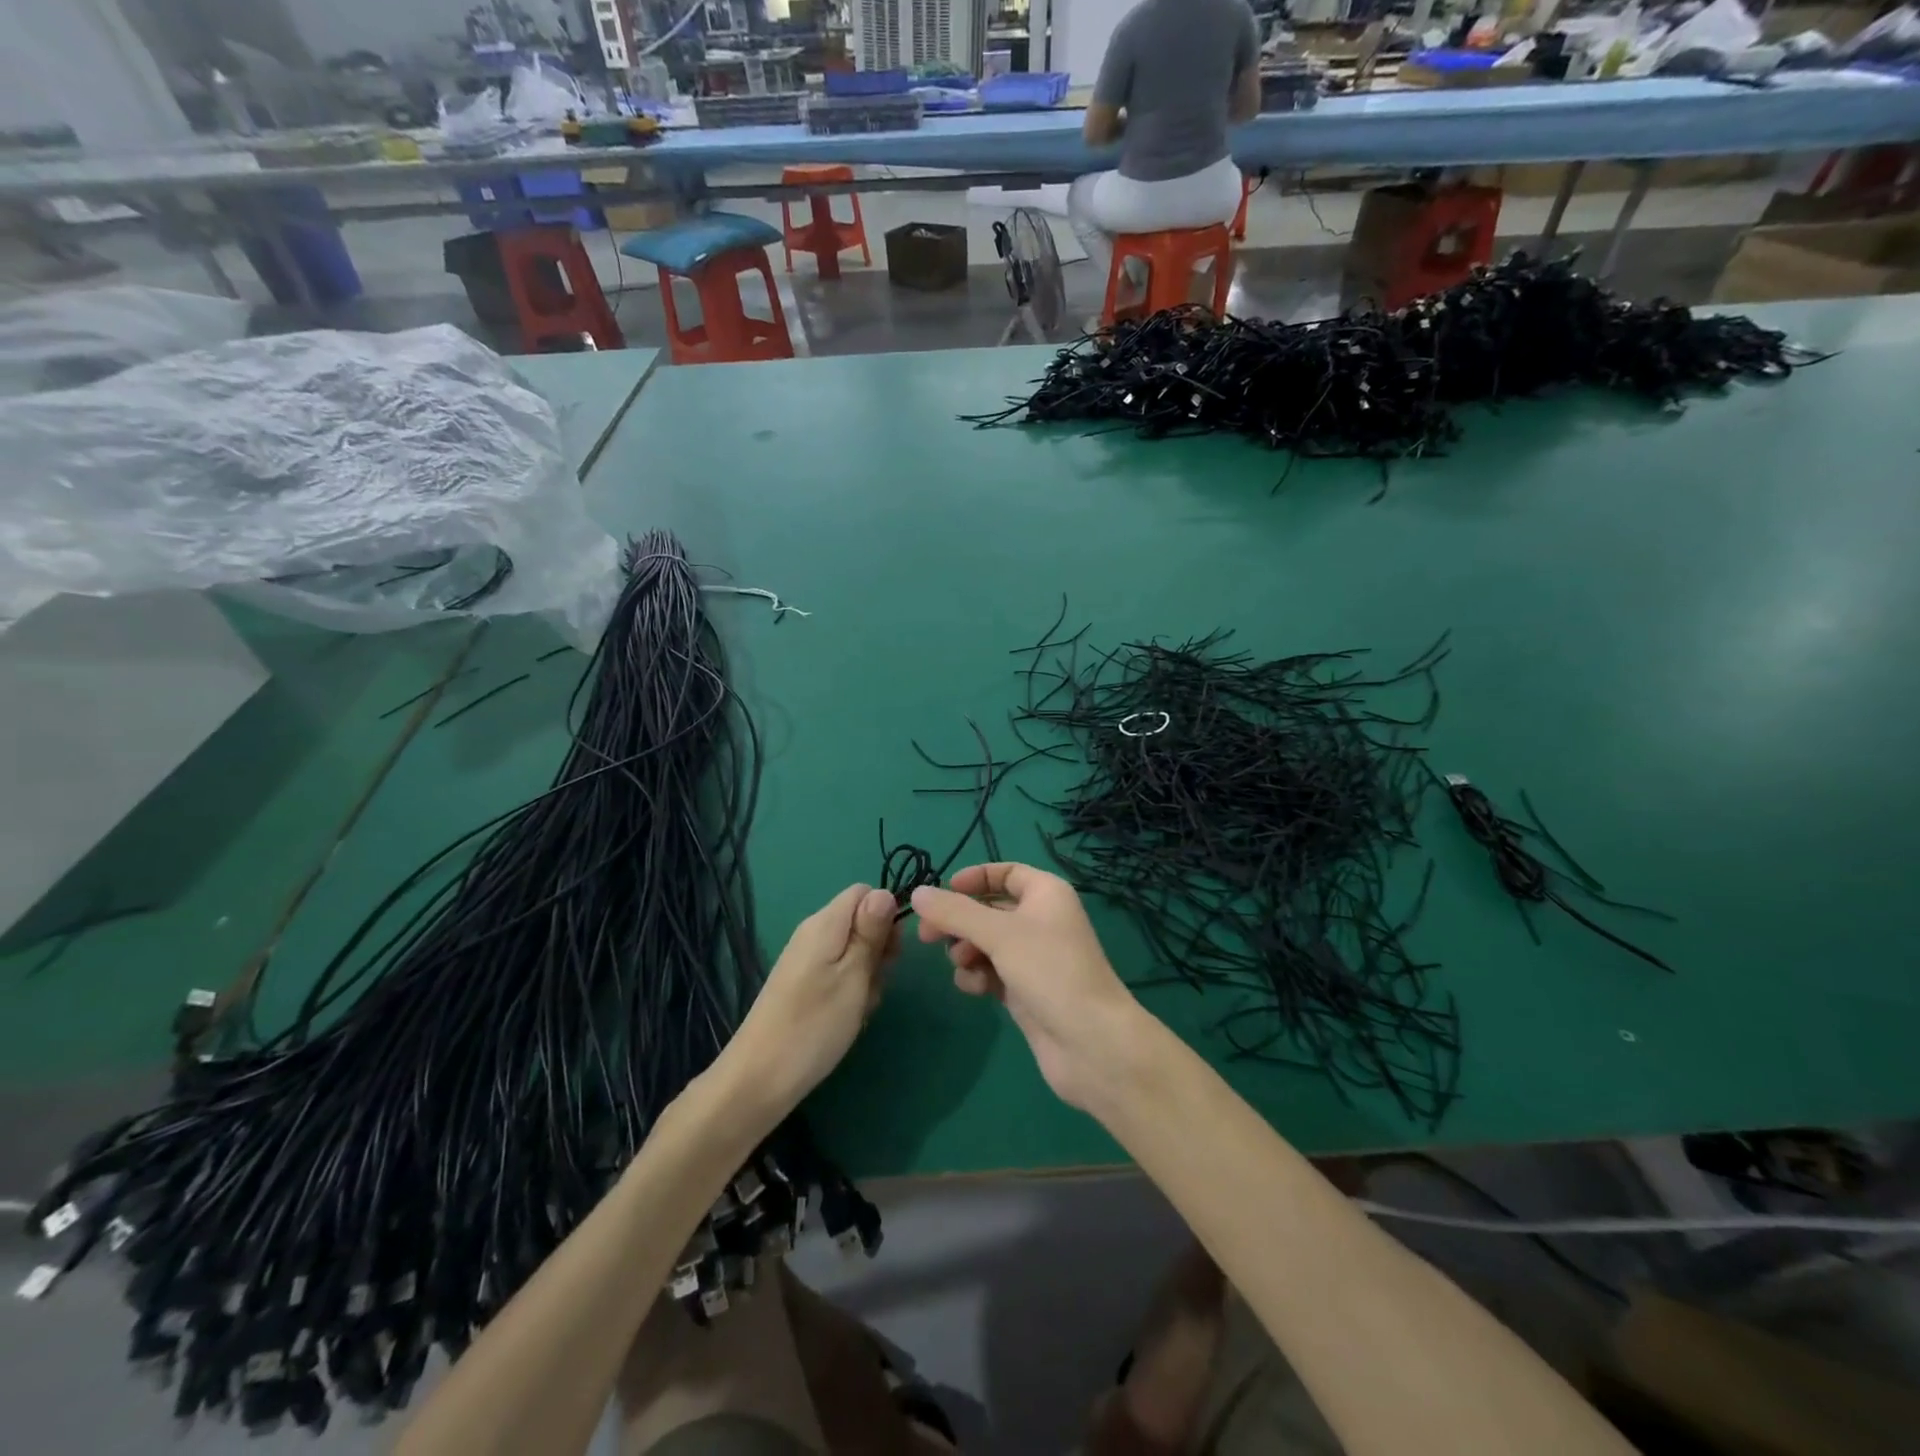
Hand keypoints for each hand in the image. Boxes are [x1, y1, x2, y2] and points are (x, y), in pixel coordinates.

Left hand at [722, 885, 899, 1119]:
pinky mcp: (802, 985)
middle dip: (879, 949)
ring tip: (862, 1007)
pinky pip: (838, 973)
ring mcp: (806, 961)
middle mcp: (813, 934)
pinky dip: (852, 991)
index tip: (893, 951)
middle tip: (878, 983)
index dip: (886, 914)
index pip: (864, 893)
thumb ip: (871, 932)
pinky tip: (849, 1017)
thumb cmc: (815, 1024)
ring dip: (868, 976)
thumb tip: (885, 893)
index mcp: (825, 923)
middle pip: (861, 921)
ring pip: (854, 951)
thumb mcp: (854, 975)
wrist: (759, 1078)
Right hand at [911, 863, 1147, 1110]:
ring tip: (960, 964)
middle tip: (927, 936)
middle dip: (959, 921)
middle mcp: (1041, 920)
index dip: (974, 879)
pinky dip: (979, 976)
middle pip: (989, 910)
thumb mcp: (998, 934)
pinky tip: (974, 989)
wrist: (1090, 1042)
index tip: (942, 892)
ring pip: (987, 943)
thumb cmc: (1049, 970)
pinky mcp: (1026, 990)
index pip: (1006, 872)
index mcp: (1046, 894)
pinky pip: (992, 972)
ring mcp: (1034, 958)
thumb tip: (917, 892)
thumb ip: (954, 912)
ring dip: (967, 950)